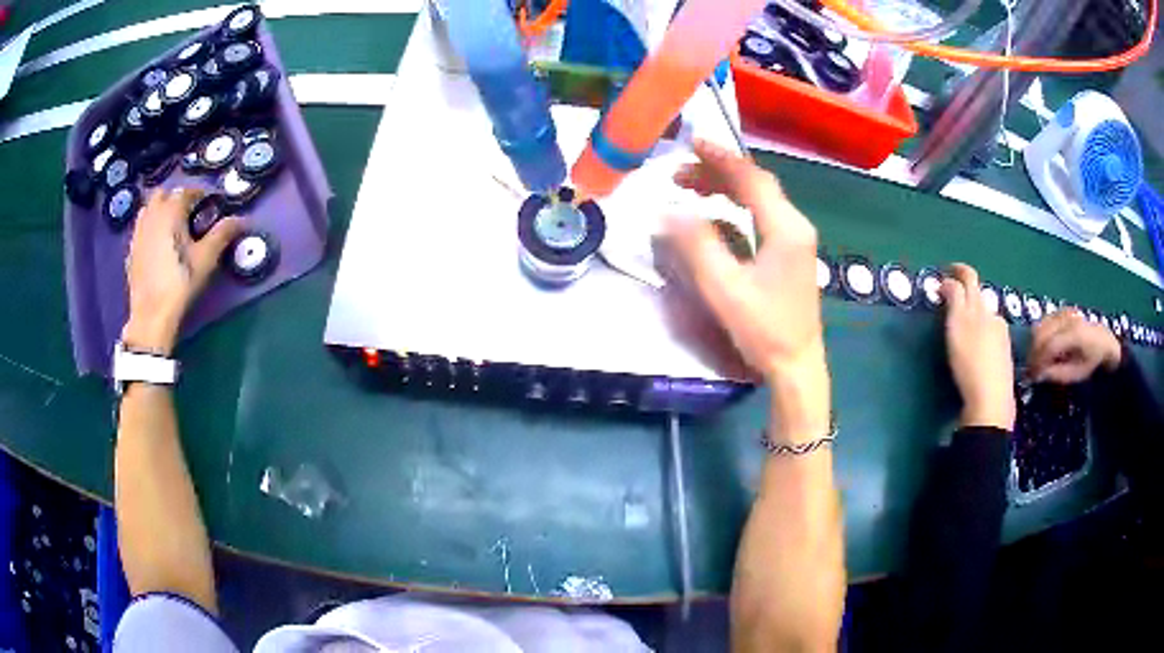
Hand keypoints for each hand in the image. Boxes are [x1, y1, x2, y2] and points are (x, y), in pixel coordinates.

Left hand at [122, 189, 241, 353]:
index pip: (188, 191)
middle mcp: (153, 214)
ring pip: (149, 209)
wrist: (152, 315)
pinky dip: (149, 228)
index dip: (201, 195)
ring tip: (171, 227)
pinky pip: (141, 228)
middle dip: (176, 199)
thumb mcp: (206, 258)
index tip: (211, 205)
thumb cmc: (180, 282)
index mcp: (171, 210)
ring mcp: (138, 232)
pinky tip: (156, 245)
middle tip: (189, 214)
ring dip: (160, 210)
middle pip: (163, 194)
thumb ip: (223, 233)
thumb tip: (242, 219)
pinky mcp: (131, 250)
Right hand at [666, 139, 827, 438]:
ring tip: (690, 190)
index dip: (720, 158)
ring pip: (759, 201)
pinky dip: (735, 210)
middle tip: (678, 174)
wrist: (797, 366)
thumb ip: (697, 245)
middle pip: (756, 185)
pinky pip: (761, 219)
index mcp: (785, 228)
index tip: (692, 143)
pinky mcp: (790, 255)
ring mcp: (795, 241)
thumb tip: (668, 210)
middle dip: (717, 173)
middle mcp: (795, 226)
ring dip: (725, 190)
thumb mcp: (725, 289)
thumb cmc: (764, 330)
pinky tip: (713, 221)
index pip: (752, 179)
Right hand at [939, 264, 1014, 429]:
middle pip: (979, 296)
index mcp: (980, 306)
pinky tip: (978, 349)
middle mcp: (993, 315)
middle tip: (951, 301)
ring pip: (987, 316)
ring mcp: (1002, 336)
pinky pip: (992, 334)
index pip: (969, 278)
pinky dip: (983, 334)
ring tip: (963, 328)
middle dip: (966, 293)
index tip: (945, 272)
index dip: (957, 270)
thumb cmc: (970, 362)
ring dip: (975, 315)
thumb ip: (954, 299)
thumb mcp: (957, 326)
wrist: (991, 400)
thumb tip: (948, 281)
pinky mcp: (1004, 355)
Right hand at [1028, 309, 1121, 383]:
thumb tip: (1039, 375)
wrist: (1104, 342)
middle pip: (1041, 333)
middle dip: (1033, 353)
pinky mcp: (1061, 310)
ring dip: (1034, 344)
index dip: (1038, 362)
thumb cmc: (1091, 361)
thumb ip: (1058, 374)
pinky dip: (1039, 335)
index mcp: (1074, 334)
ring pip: (1039, 325)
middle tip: (1031, 370)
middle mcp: (1067, 318)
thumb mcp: (1077, 374)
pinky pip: (1043, 321)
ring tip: (1036, 360)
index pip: (1049, 346)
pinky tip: (1042, 348)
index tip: (1032, 377)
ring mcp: (1063, 311)